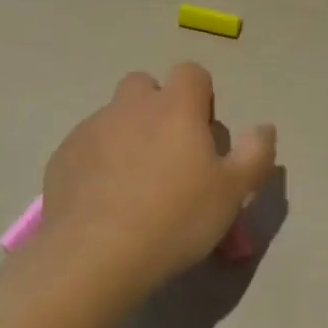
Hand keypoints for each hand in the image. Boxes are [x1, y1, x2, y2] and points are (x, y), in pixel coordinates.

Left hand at [40, 63, 276, 295]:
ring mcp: (91, 129)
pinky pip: (86, 147)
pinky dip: (98, 162)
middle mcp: (130, 106)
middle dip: (157, 107)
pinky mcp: (62, 157)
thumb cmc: (176, 218)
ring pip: (113, 117)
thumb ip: (255, 154)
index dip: (200, 95)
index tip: (202, 132)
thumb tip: (264, 127)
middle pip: (144, 85)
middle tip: (168, 152)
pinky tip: (104, 201)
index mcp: (175, 107)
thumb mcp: (233, 192)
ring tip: (134, 184)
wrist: (96, 254)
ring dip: (127, 135)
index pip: (191, 72)